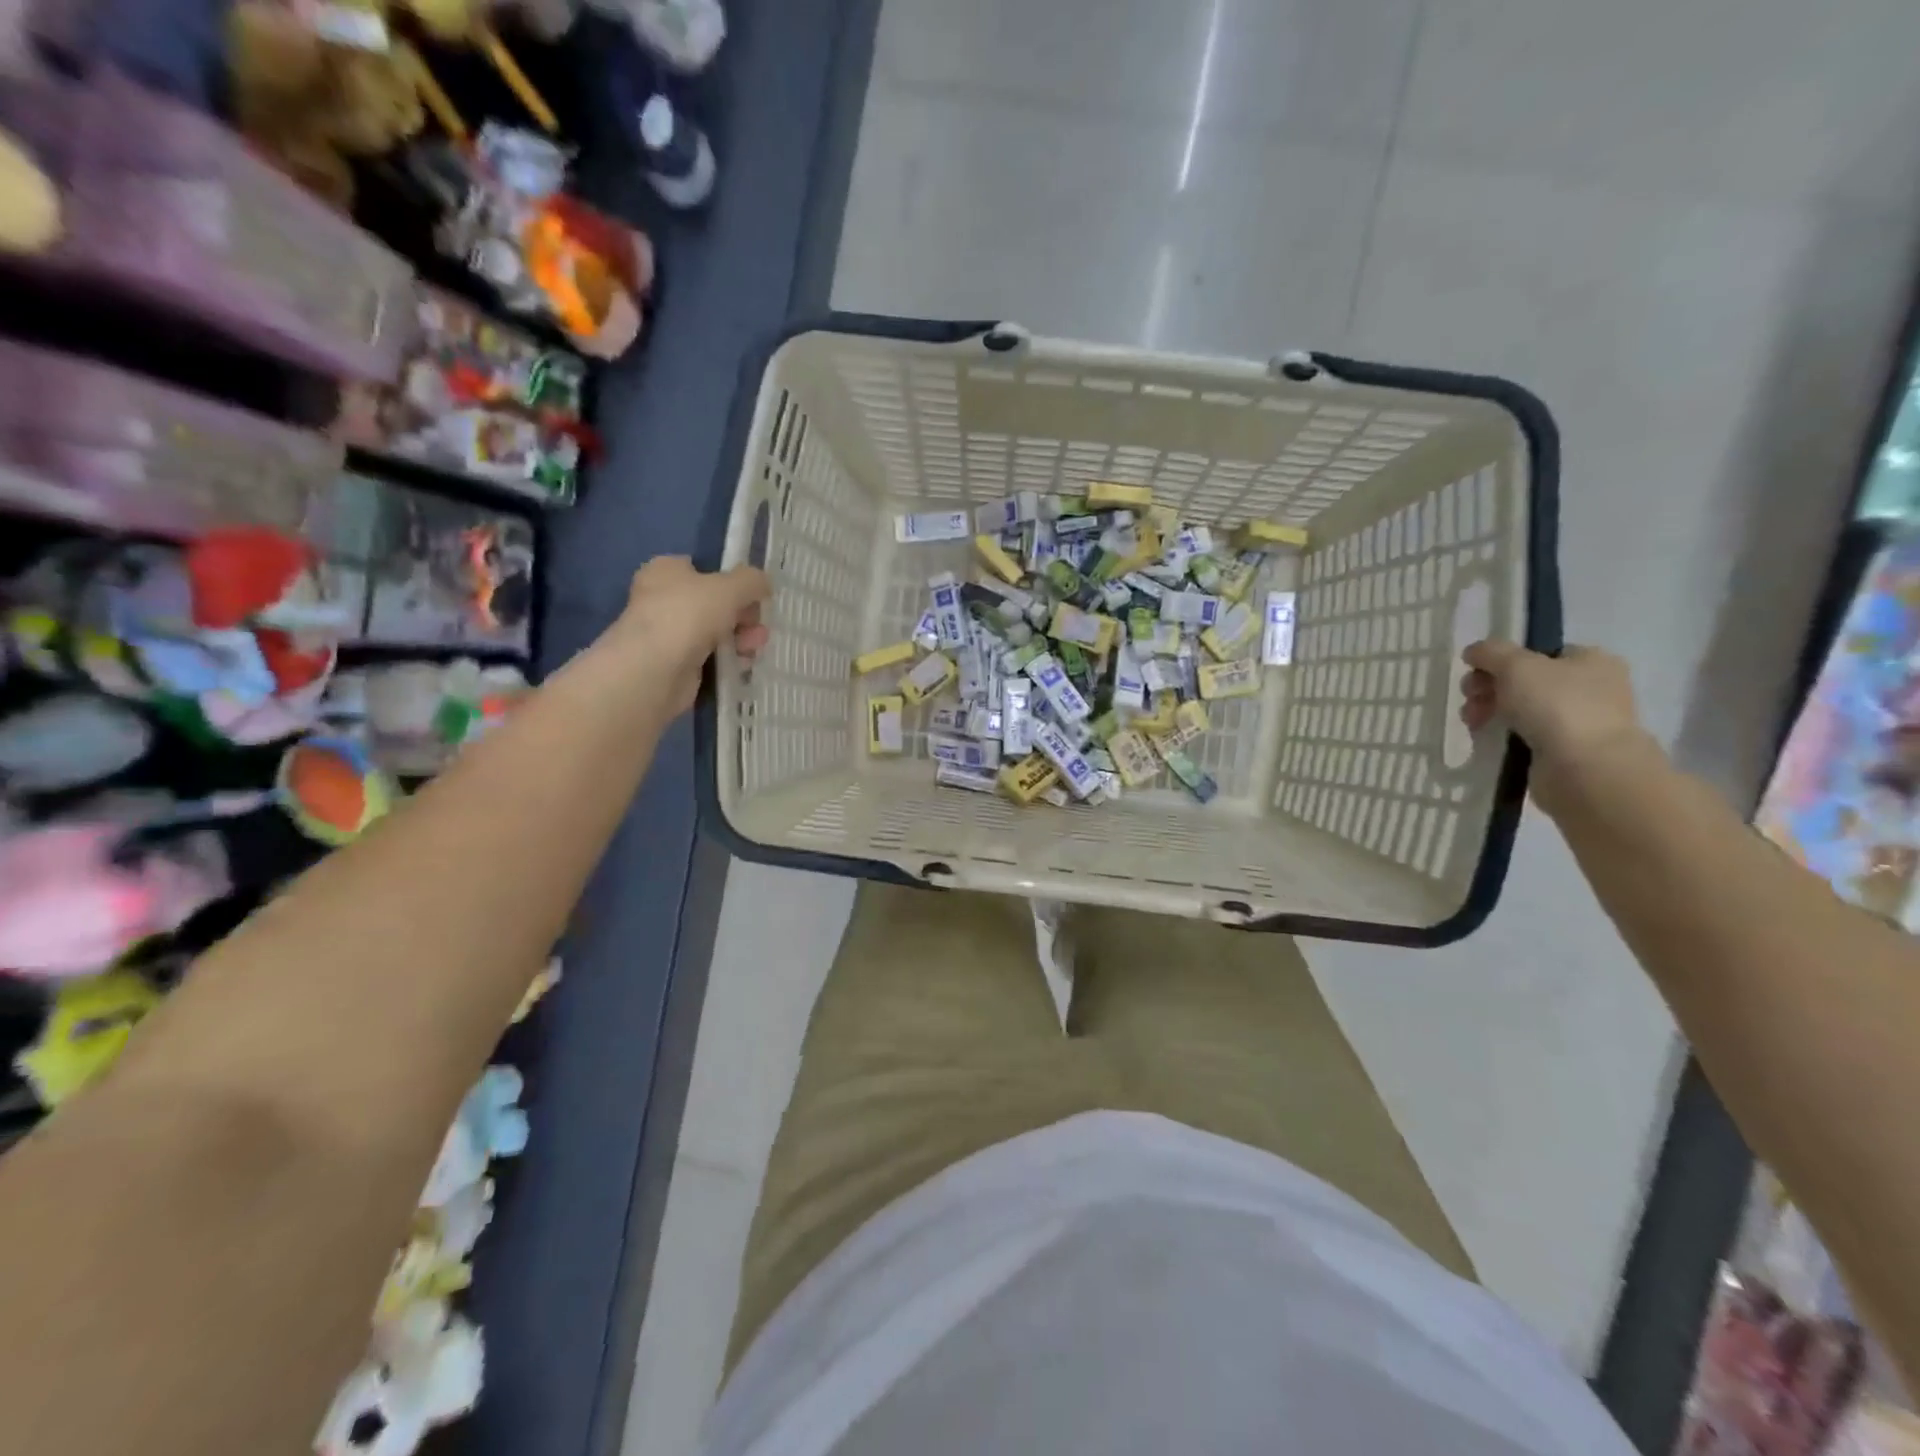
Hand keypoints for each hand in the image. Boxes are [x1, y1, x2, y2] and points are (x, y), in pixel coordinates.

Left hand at [615, 557, 770, 715]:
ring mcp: (668, 633)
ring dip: (741, 638)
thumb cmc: (688, 615)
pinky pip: (710, 656)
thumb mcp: (730, 587)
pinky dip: (727, 659)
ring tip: (753, 649)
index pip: (703, 569)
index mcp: (666, 570)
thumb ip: (752, 580)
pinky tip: (741, 664)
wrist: (655, 670)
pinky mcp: (676, 664)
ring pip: (715, 631)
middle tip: (758, 627)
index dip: (731, 581)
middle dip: (743, 615)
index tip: (754, 596)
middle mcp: (662, 598)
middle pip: (715, 602)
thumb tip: (763, 584)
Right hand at [1459, 641, 1653, 807]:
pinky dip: (1502, 736)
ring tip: (1473, 723)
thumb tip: (1474, 652)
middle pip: (1524, 681)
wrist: (1585, 768)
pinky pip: (1523, 736)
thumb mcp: (1516, 665)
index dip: (1502, 661)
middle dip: (1488, 688)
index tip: (1477, 672)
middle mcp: (1591, 688)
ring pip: (1520, 709)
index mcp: (1591, 660)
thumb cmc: (1556, 706)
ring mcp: (1579, 721)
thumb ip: (1491, 652)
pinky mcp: (1564, 751)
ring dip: (1489, 712)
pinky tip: (1487, 740)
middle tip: (1470, 699)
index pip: (1538, 653)